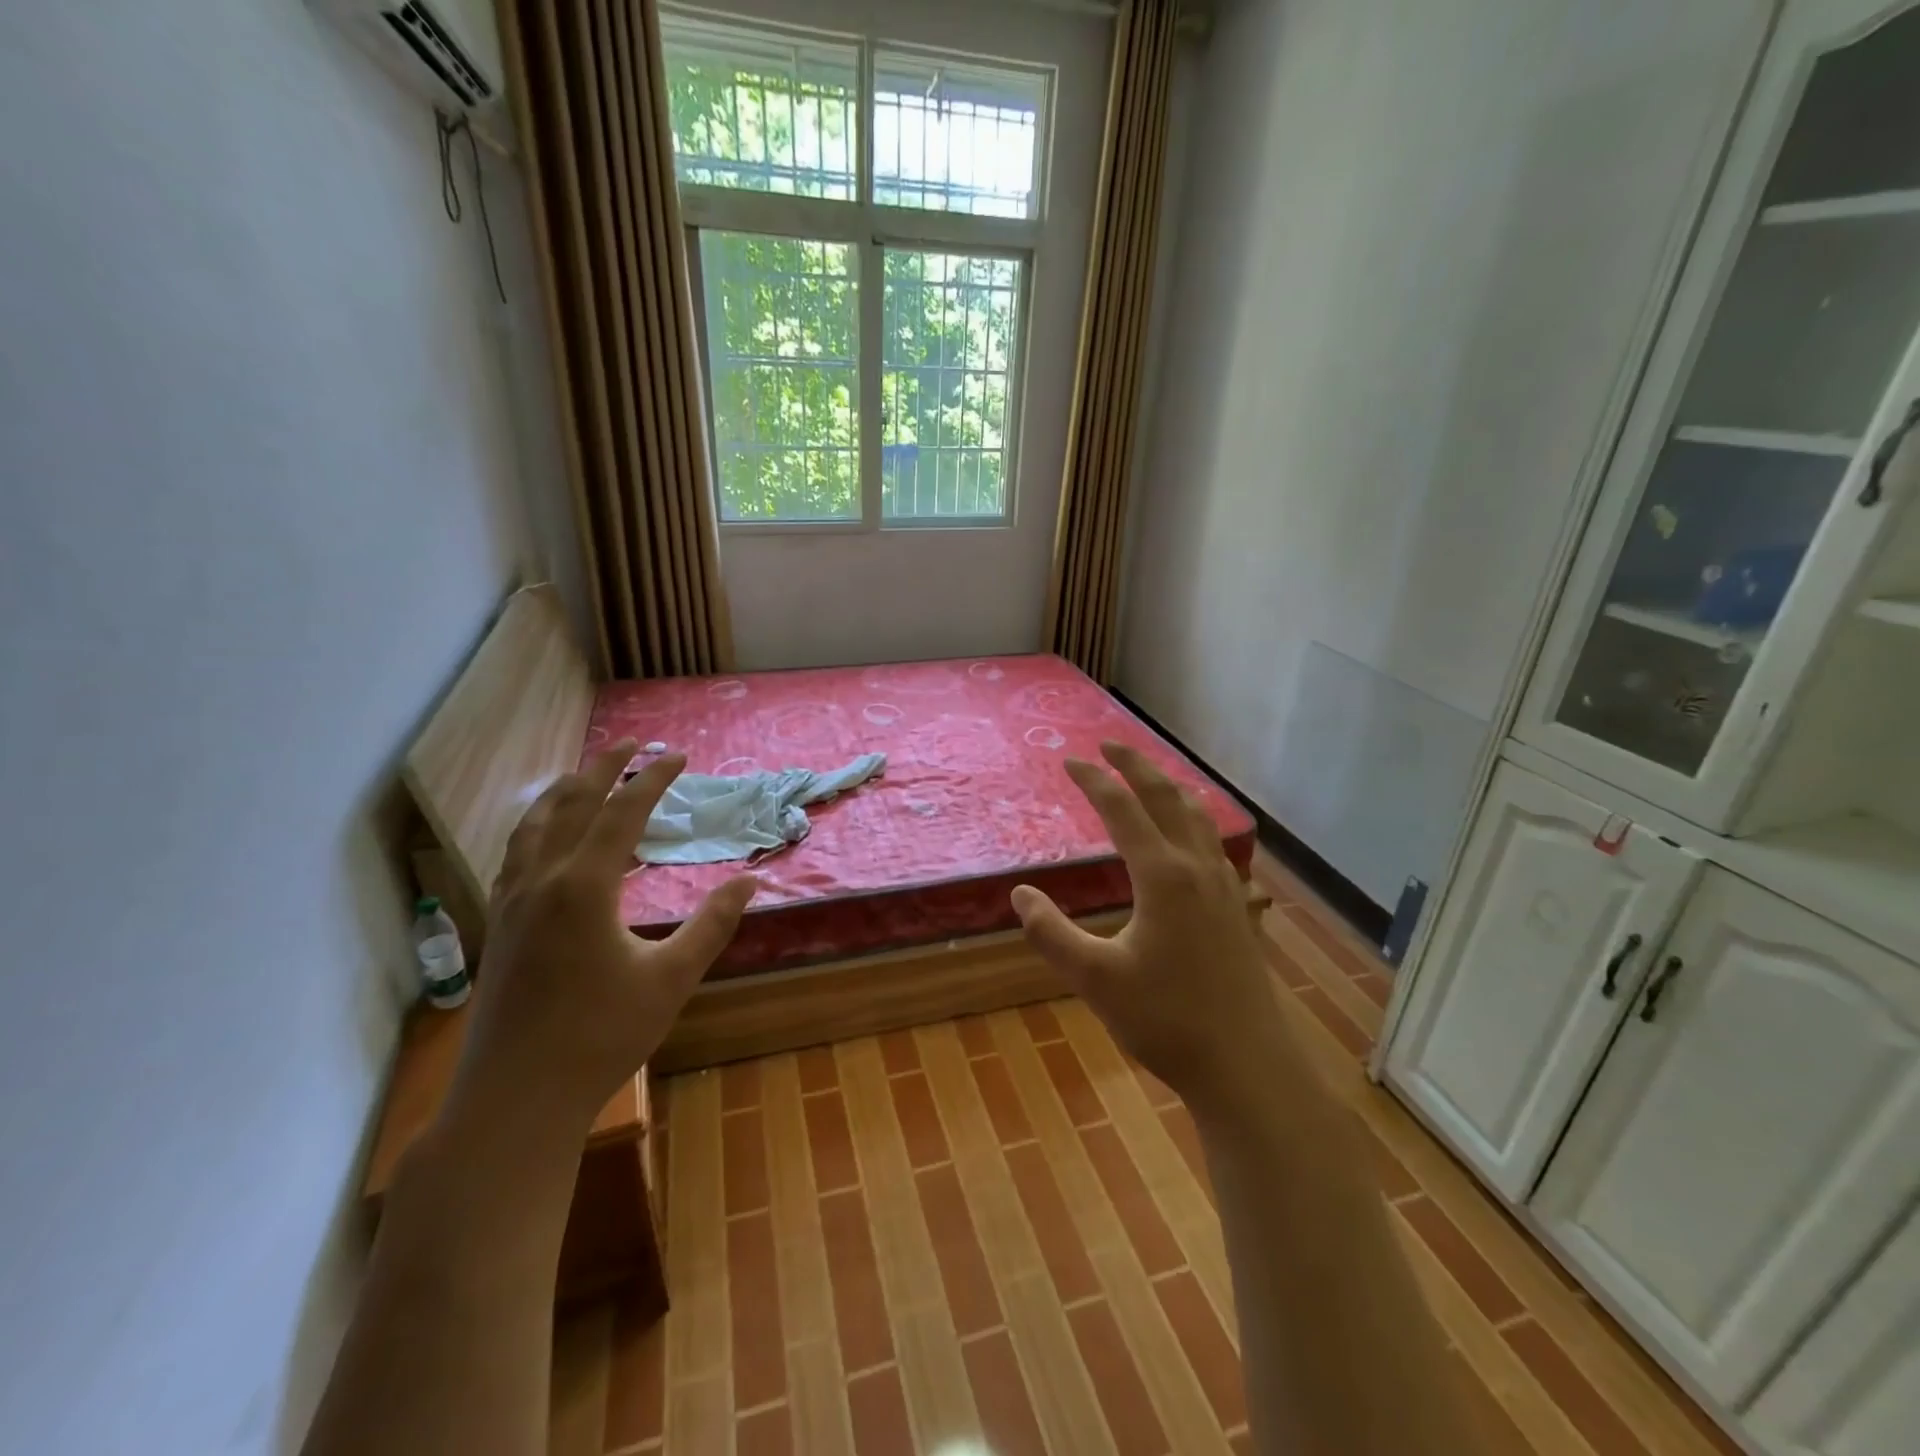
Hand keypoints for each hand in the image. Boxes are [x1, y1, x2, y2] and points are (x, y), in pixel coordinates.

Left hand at [453, 739, 757, 1128]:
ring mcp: (511, 903)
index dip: (652, 778)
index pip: (622, 812)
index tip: (677, 756)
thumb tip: (750, 880)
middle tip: (630, 743)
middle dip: (602, 767)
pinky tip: (546, 838)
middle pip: (571, 804)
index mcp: (584, 887)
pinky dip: (536, 827)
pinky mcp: (498, 926)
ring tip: (584, 775)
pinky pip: (515, 855)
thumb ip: (712, 923)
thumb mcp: (671, 978)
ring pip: (533, 826)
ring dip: (562, 791)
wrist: (516, 1098)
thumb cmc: (601, 1036)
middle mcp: (541, 881)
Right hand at [1011, 742, 1283, 1115]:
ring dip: (1168, 788)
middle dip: (1136, 766)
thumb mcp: (1094, 978)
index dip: (1094, 781)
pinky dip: (1192, 819)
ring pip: (1198, 817)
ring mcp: (1225, 886)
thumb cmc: (1166, 1021)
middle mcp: (1197, 868)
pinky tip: (1188, 837)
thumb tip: (1021, 895)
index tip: (1069, 761)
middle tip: (1109, 746)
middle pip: (1166, 797)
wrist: (1246, 1065)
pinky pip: (1213, 842)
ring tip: (1147, 779)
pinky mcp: (1237, 908)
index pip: (1122, 809)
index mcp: (1163, 876)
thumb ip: (1051, 933)